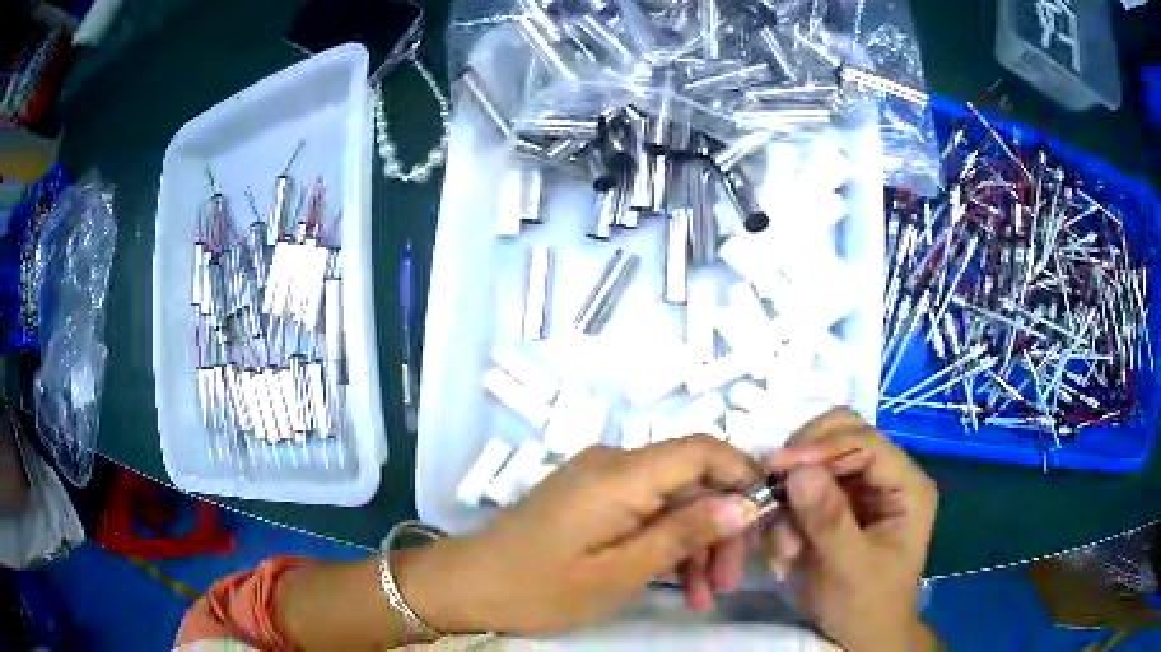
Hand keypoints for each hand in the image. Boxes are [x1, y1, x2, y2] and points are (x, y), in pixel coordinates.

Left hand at [401, 435, 762, 633]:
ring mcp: (601, 479)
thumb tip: (745, 503)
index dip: (743, 474)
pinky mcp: (593, 498)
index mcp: (621, 475)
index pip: (703, 449)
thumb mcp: (620, 573)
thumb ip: (684, 534)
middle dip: (720, 527)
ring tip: (703, 596)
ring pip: (673, 499)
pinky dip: (667, 543)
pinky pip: (646, 510)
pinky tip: (678, 585)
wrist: (469, 586)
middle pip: (692, 479)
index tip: (766, 520)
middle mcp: (614, 463)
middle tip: (728, 583)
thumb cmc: (540, 588)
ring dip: (696, 543)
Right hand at [762, 408, 938, 650]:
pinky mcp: (835, 506)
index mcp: (906, 485)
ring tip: (784, 552)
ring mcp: (859, 490)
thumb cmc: (867, 606)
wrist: (860, 637)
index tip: (777, 466)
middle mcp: (885, 477)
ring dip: (789, 504)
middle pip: (839, 438)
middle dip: (802, 467)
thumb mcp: (849, 568)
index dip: (822, 446)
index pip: (865, 441)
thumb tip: (798, 470)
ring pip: (813, 466)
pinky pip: (800, 493)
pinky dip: (785, 518)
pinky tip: (784, 555)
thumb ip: (828, 520)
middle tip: (772, 493)